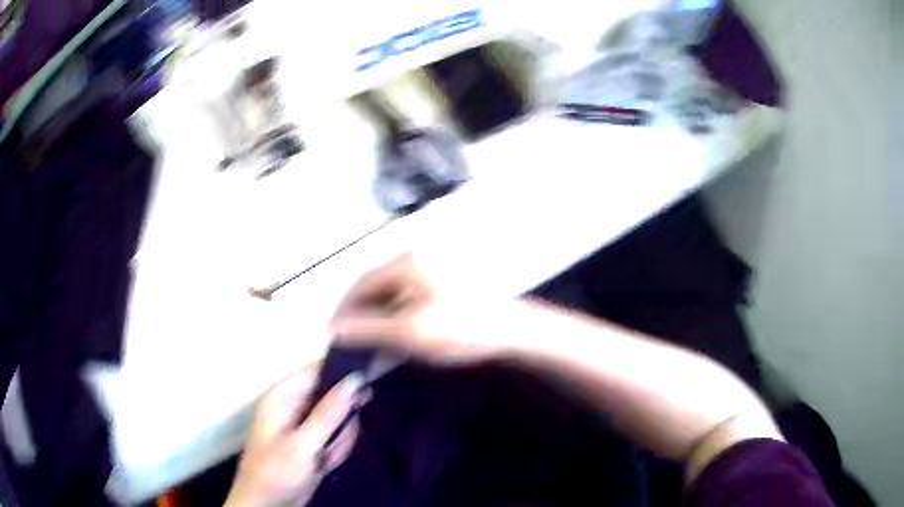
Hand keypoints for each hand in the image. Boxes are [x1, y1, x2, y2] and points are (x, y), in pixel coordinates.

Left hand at [224, 367, 367, 506]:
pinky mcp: (313, 442)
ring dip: (339, 439)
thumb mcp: (303, 444)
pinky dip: (336, 450)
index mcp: (283, 396)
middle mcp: (294, 405)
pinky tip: (326, 464)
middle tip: (337, 440)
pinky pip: (336, 437)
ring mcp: (304, 425)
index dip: (342, 371)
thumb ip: (329, 413)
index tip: (369, 379)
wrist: (269, 506)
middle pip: (332, 396)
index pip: (317, 370)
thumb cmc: (277, 472)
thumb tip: (354, 379)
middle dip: (341, 420)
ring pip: (339, 419)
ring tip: (326, 458)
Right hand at [330, 253, 502, 363]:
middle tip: (349, 340)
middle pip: (377, 287)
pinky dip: (396, 318)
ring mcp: (432, 270)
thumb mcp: (410, 333)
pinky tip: (393, 338)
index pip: (362, 282)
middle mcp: (417, 258)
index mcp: (408, 261)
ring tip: (368, 343)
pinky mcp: (442, 284)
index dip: (344, 309)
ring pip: (392, 295)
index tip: (332, 333)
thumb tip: (335, 330)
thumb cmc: (461, 329)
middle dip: (361, 314)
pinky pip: (408, 299)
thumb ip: (368, 329)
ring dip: (378, 318)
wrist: (513, 332)